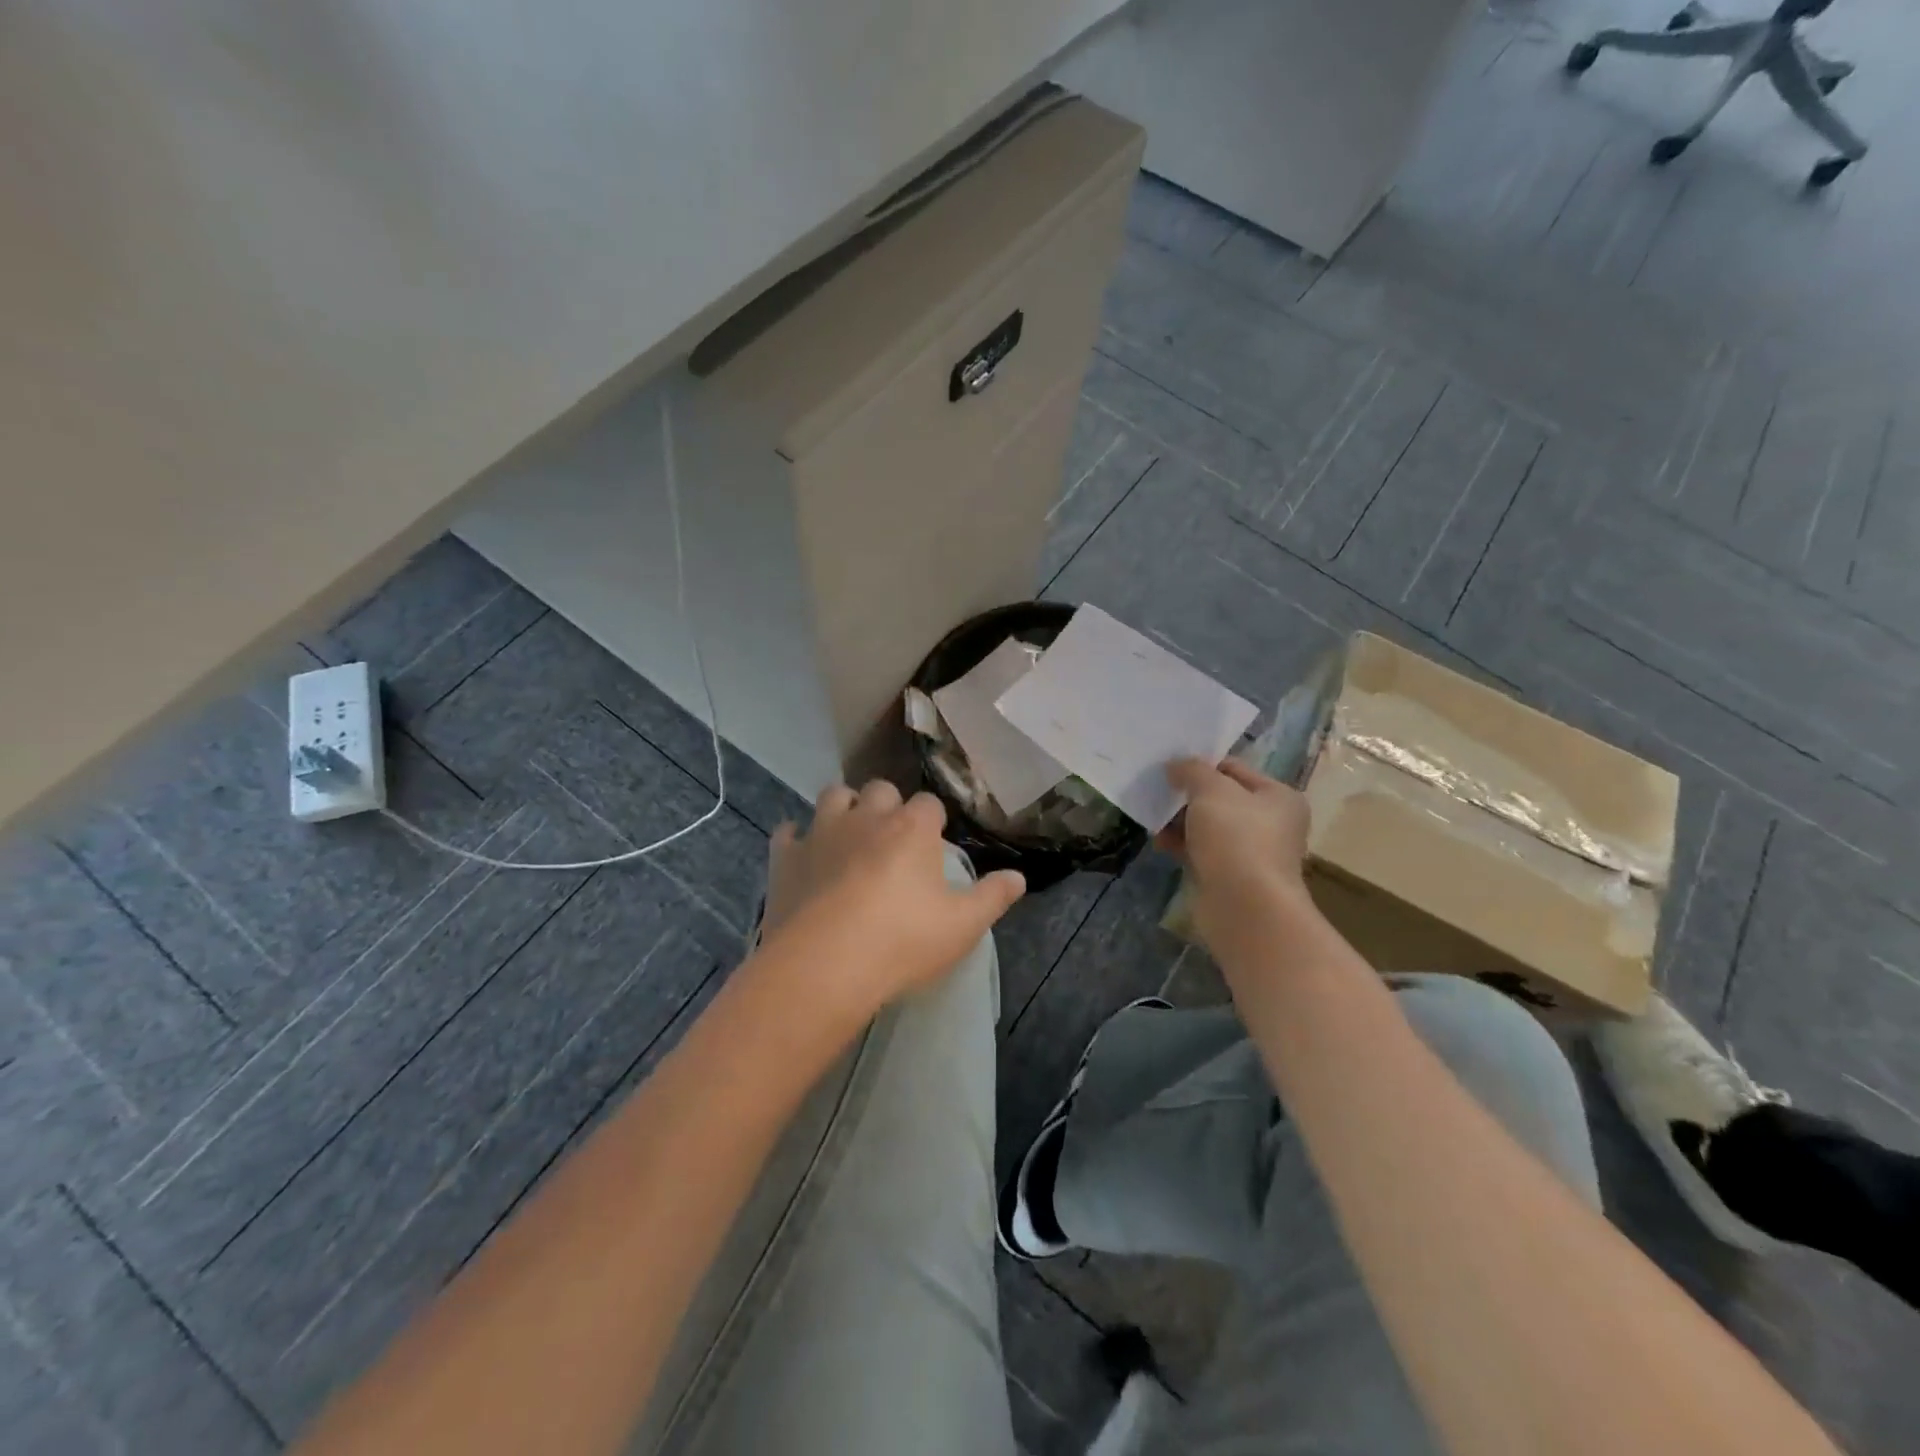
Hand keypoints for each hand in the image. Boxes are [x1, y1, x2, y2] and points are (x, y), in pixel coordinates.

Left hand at [758, 780, 1025, 1020]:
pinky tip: (804, 855)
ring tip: (850, 835)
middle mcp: (867, 816)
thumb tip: (1018, 877)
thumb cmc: (902, 942)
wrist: (824, 966)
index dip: (932, 822)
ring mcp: (822, 832)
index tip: (933, 844)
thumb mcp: (962, 926)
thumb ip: (993, 897)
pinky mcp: (786, 856)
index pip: (929, 804)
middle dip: (887, 805)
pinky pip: (789, 831)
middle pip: (880, 789)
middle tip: (892, 839)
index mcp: (912, 827)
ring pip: (834, 795)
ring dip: (844, 808)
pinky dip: (798, 837)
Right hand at [1157, 757, 1310, 951]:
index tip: (1168, 766)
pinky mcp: (1229, 877)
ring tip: (1152, 816)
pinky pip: (1201, 851)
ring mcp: (1250, 852)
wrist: (1244, 907)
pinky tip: (1160, 842)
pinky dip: (1181, 845)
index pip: (1233, 768)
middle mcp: (1270, 823)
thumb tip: (1175, 765)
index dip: (1201, 765)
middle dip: (1186, 795)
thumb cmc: (1237, 838)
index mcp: (1278, 796)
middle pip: (1219, 798)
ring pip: (1207, 827)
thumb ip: (1192, 770)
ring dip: (1180, 821)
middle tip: (1156, 790)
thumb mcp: (1212, 790)